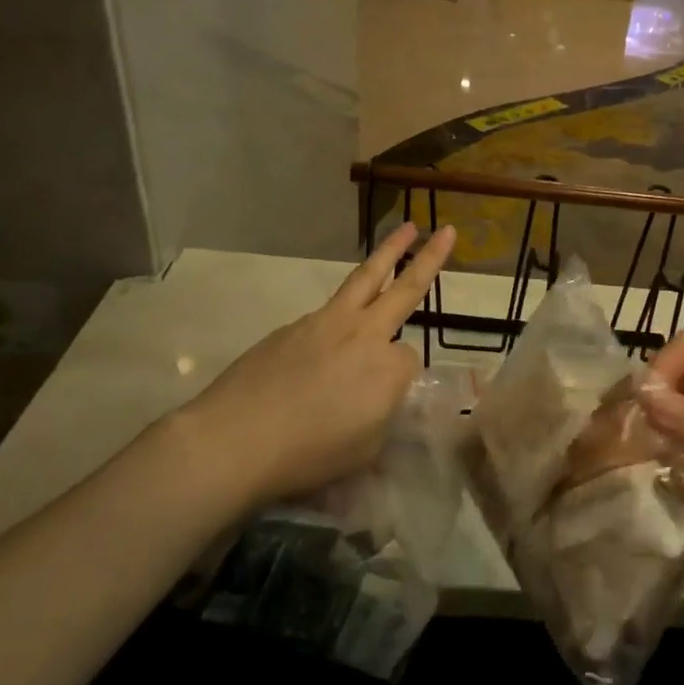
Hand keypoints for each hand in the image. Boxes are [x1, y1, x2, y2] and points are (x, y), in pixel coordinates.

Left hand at [166, 223, 454, 514]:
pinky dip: (340, 312)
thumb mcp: (364, 449)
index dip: (401, 380)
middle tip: (447, 232)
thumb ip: (381, 414)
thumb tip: (377, 394)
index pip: (411, 359)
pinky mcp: (293, 325)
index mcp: (389, 368)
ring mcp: (326, 322)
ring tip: (407, 229)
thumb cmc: (308, 454)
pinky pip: (327, 312)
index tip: (383, 402)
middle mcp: (365, 334)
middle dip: (430, 259)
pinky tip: (325, 343)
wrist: (236, 440)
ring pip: (365, 278)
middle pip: (405, 289)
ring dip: (388, 252)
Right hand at [643, 332, 683, 623]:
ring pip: (665, 426)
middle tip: (611, 430)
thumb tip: (642, 398)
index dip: (664, 366)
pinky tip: (638, 483)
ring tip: (615, 458)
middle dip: (644, 402)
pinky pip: (668, 465)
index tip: (641, 402)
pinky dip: (651, 469)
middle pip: (673, 386)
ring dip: (641, 437)